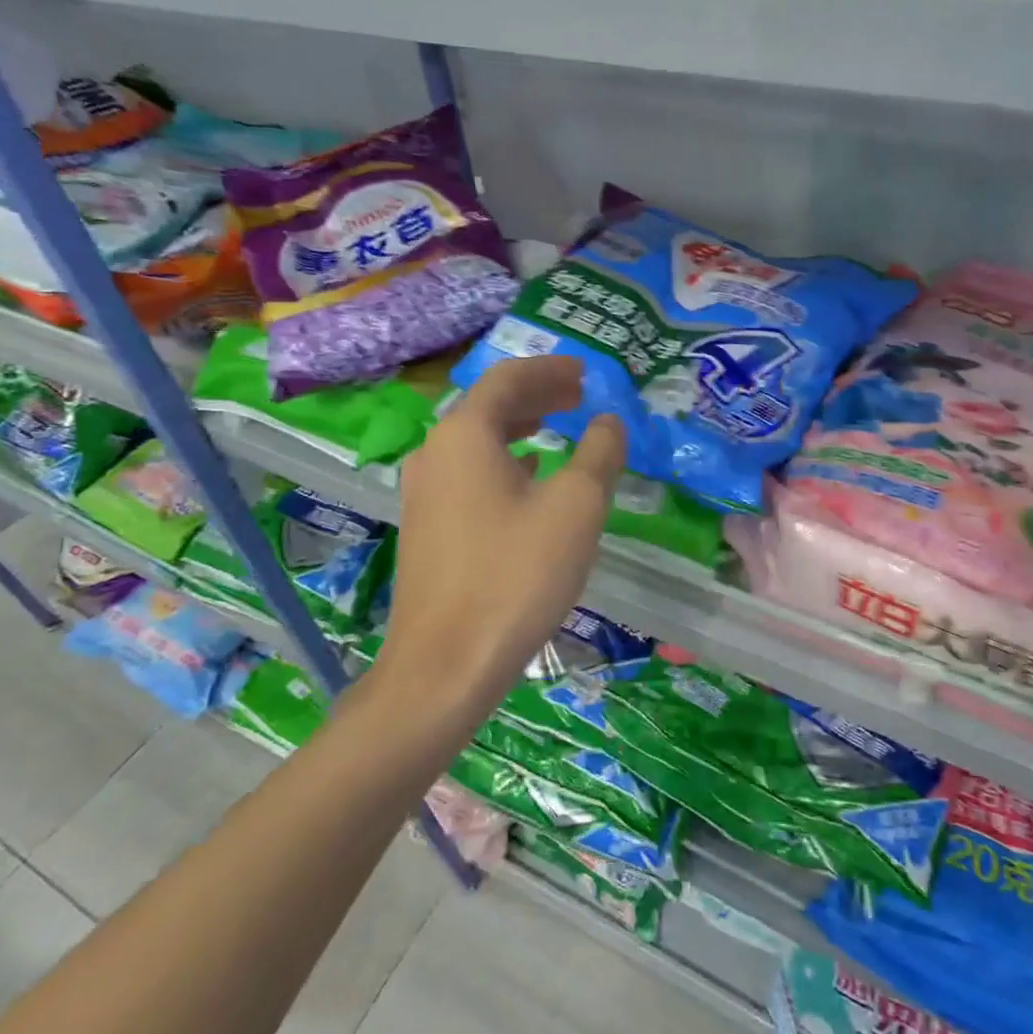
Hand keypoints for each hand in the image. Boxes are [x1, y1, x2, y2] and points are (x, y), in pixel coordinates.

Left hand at [376, 355, 624, 722]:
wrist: (445, 664)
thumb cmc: (515, 575)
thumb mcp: (575, 507)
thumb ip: (598, 454)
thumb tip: (608, 422)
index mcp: (465, 435)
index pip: (508, 378)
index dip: (549, 369)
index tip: (584, 371)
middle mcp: (435, 452)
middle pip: (489, 405)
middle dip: (537, 394)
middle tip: (578, 395)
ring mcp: (424, 491)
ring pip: (477, 440)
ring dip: (520, 426)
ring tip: (559, 427)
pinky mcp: (427, 526)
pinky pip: (469, 472)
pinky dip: (504, 460)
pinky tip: (529, 479)